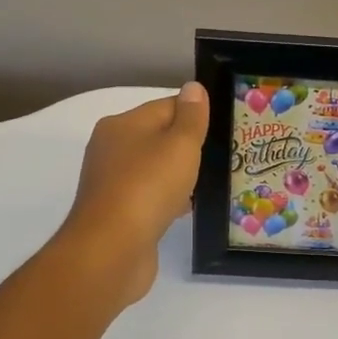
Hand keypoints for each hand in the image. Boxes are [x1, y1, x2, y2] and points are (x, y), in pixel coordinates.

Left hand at [58, 81, 209, 306]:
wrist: (111, 251)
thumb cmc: (147, 187)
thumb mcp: (179, 145)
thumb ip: (191, 116)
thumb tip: (194, 87)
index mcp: (122, 125)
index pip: (167, 106)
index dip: (196, 114)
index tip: (225, 127)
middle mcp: (112, 149)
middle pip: (159, 138)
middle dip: (189, 146)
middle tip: (225, 154)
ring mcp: (113, 184)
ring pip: (155, 170)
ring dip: (180, 175)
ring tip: (213, 181)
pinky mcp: (118, 214)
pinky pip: (151, 197)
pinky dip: (169, 199)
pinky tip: (189, 208)